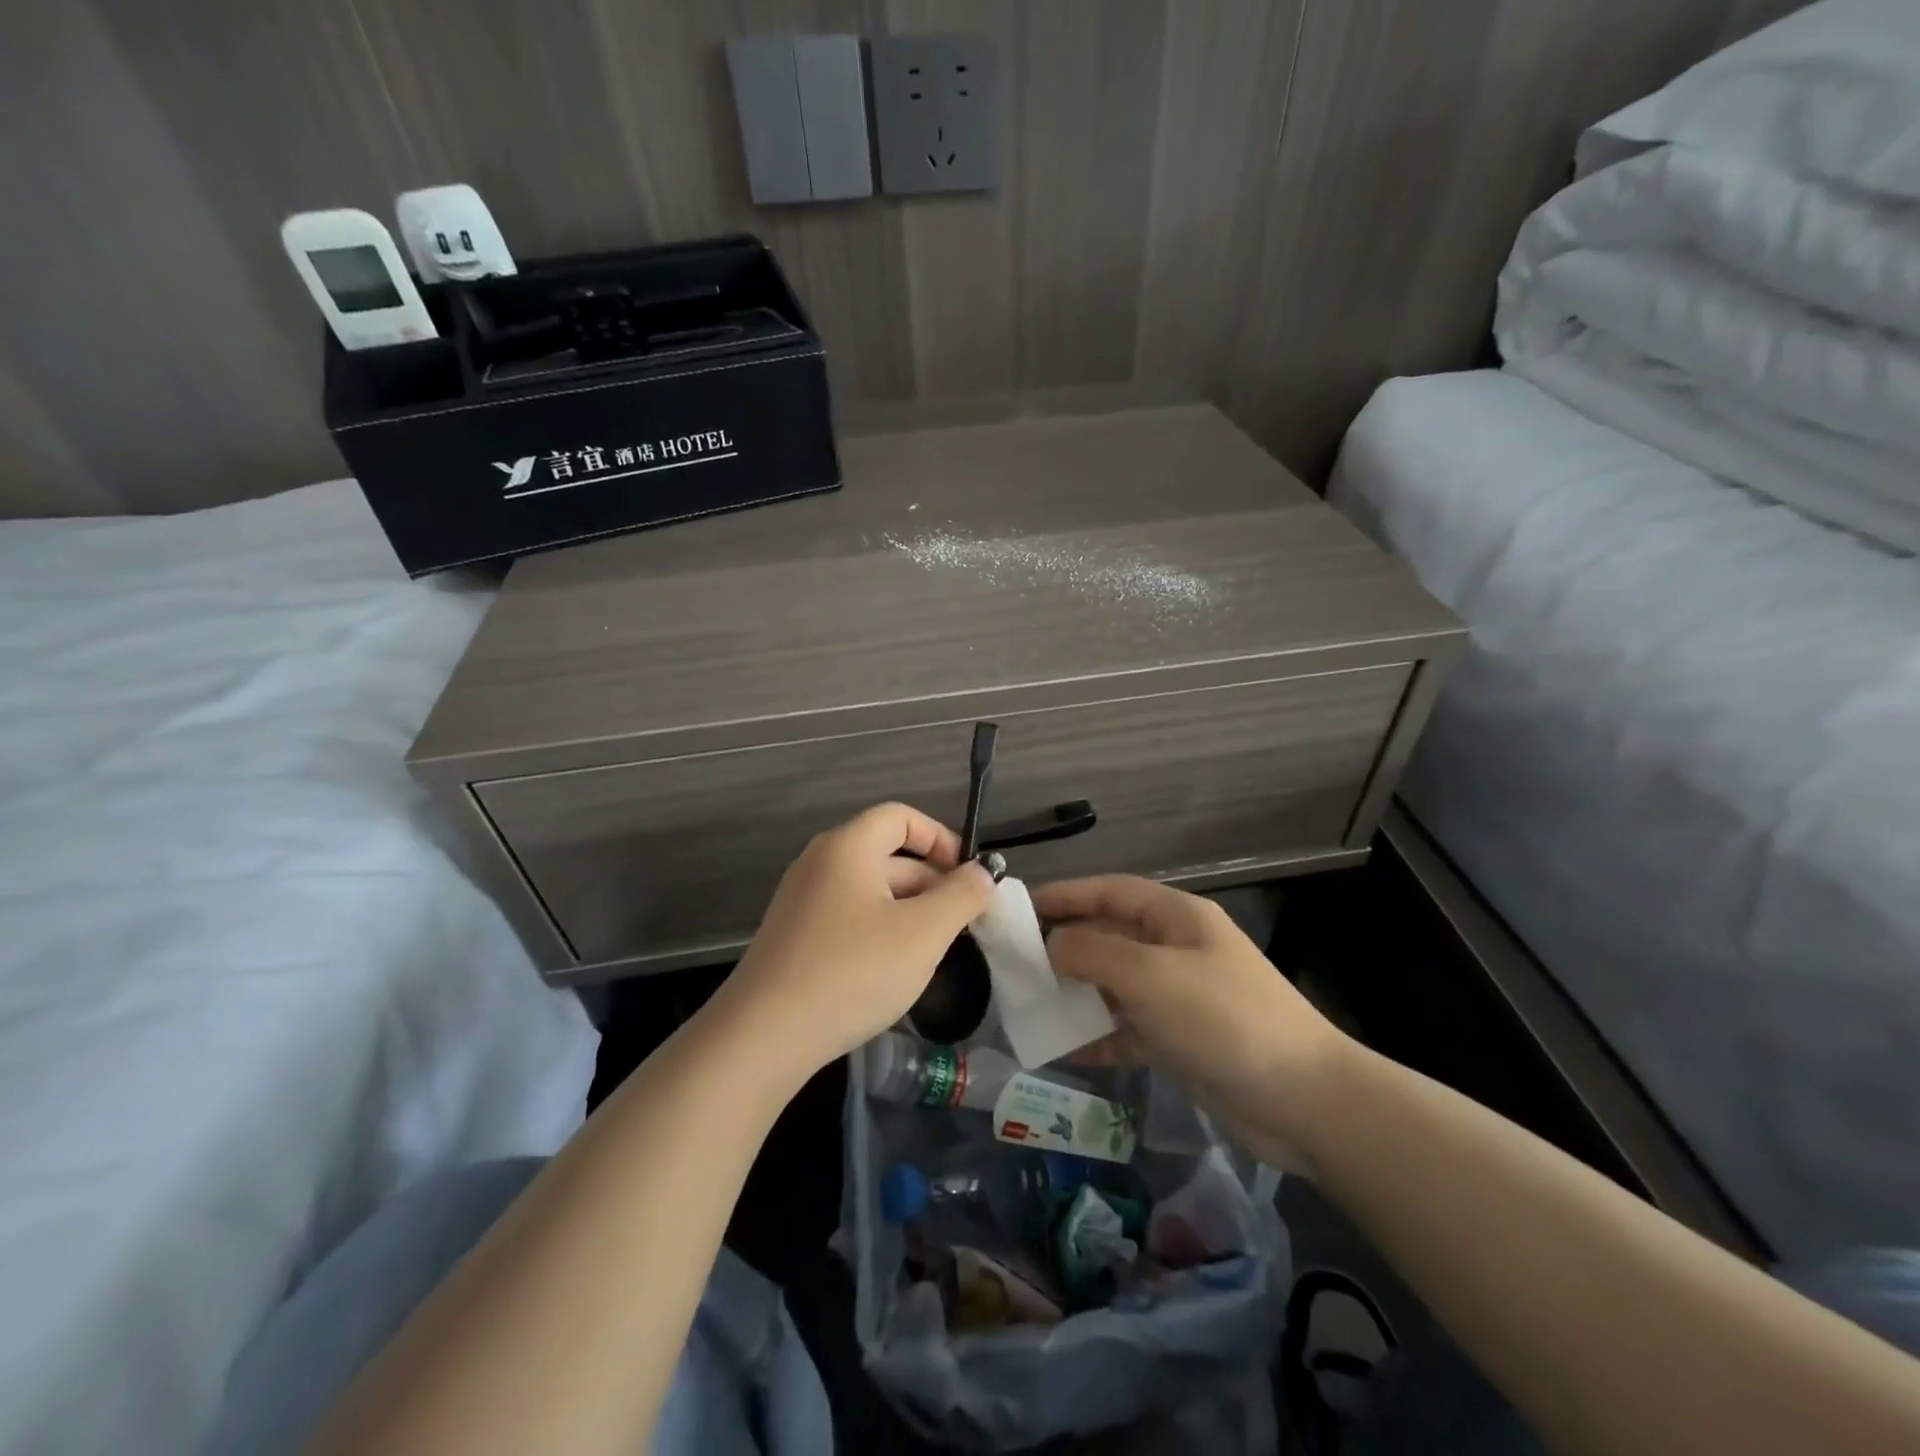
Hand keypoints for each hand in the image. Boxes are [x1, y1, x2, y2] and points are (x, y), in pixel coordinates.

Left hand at [715, 803, 997, 1082]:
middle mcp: (820, 863)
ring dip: (909, 910)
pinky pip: (848, 916)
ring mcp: (802, 900)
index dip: (941, 838)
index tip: (968, 877)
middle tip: (963, 923)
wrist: (763, 1036)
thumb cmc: (852, 972)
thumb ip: (962, 896)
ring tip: (935, 949)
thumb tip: (984, 872)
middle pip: (887, 853)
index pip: (900, 817)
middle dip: (931, 882)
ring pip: (870, 890)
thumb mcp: (923, 933)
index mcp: (847, 847)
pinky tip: (894, 970)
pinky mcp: (794, 936)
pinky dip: (880, 929)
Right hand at [1034, 876, 1354, 1173]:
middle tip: (1015, 962)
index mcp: (1176, 918)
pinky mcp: (1180, 1041)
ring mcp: (1179, 997)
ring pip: (1114, 985)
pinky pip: (1127, 1029)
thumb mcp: (1151, 976)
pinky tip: (1064, 1051)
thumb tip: (1051, 944)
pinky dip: (1098, 1037)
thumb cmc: (1224, 1018)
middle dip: (1064, 946)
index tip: (1020, 907)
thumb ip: (1092, 953)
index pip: (1110, 891)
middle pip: (1109, 936)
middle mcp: (1175, 950)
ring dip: (1076, 994)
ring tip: (1029, 1005)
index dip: (1065, 895)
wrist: (1303, 1100)